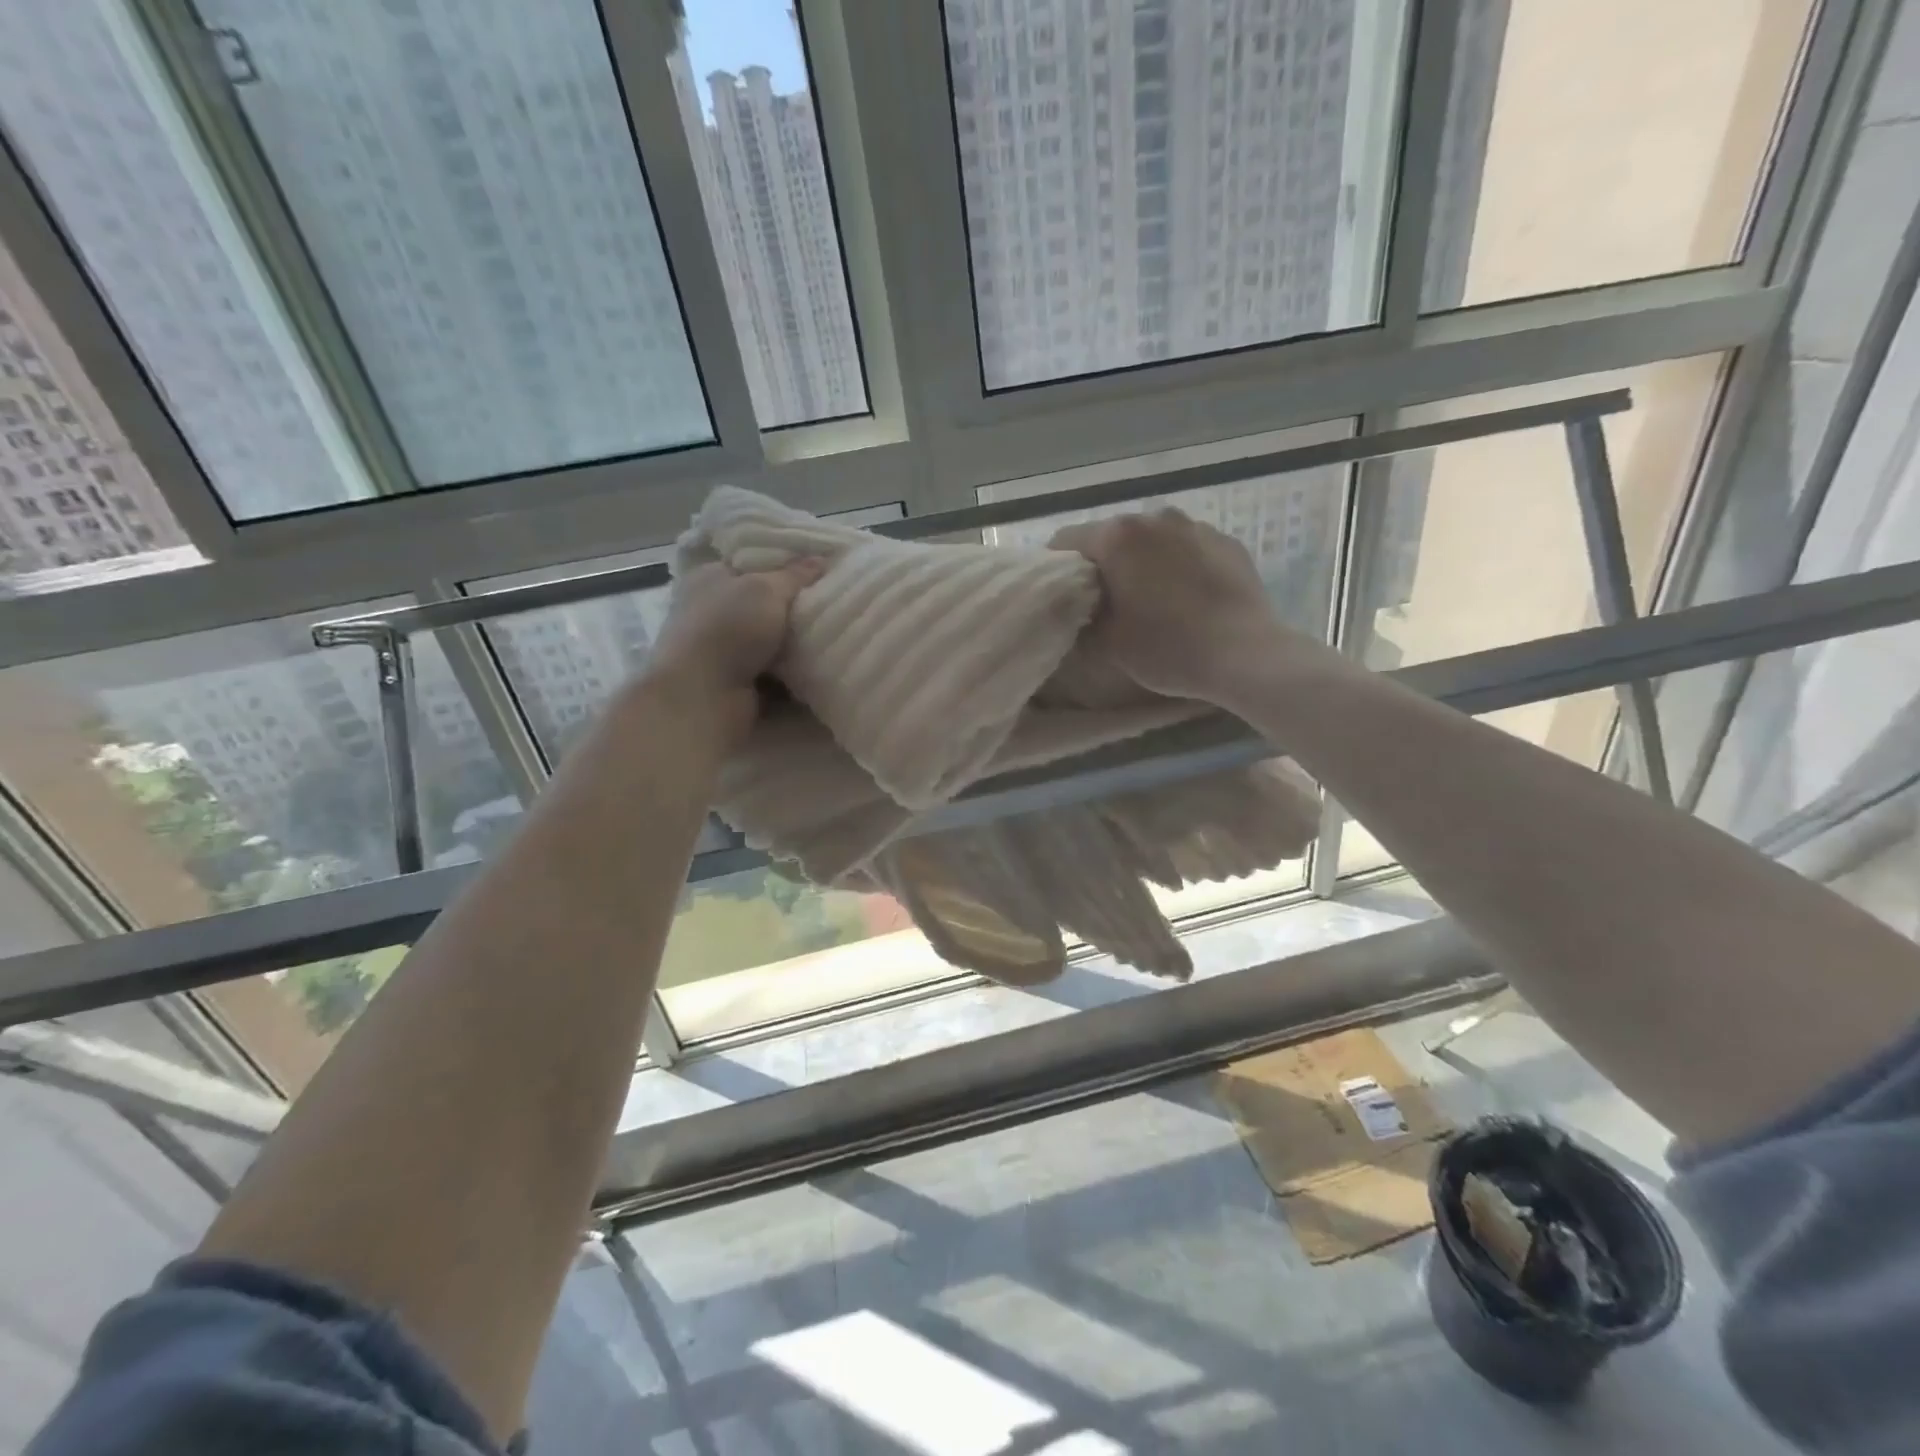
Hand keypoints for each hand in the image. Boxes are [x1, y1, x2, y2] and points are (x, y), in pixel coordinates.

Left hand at [645, 559, 823, 744]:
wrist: (703, 696)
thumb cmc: (729, 629)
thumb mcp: (766, 589)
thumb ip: (795, 574)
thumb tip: (820, 558)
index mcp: (710, 578)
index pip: (751, 564)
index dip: (784, 564)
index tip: (819, 568)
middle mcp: (712, 611)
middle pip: (763, 604)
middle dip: (795, 607)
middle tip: (832, 601)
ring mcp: (722, 650)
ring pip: (771, 641)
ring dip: (796, 644)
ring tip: (834, 634)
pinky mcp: (735, 683)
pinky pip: (773, 673)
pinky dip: (792, 674)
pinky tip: (820, 666)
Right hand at [1050, 509, 1330, 704]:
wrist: (1246, 655)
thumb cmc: (1167, 648)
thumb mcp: (1108, 642)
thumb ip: (1083, 616)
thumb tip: (1078, 607)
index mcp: (1118, 536)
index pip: (1066, 541)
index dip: (1058, 569)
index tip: (1063, 597)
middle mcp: (1155, 518)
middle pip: (1111, 536)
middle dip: (1103, 564)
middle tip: (1104, 602)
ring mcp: (1195, 526)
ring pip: (1152, 540)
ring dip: (1142, 562)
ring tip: (1150, 600)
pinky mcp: (1227, 542)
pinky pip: (1187, 548)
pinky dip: (1177, 566)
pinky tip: (1186, 599)